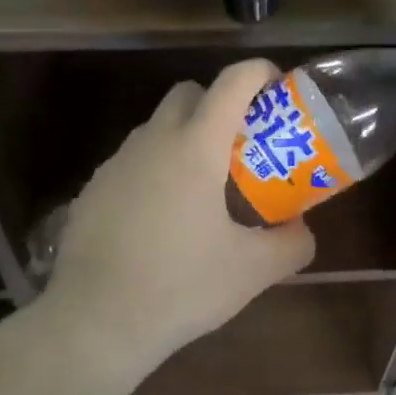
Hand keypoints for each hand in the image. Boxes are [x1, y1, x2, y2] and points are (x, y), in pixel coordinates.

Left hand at [44, 60, 315, 382]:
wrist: (96, 322)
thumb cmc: (181, 287)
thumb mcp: (253, 271)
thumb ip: (292, 244)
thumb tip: (302, 229)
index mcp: (196, 147)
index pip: (232, 82)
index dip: (260, 72)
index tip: (278, 88)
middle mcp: (153, 141)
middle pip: (190, 93)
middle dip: (219, 104)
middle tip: (241, 146)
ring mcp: (117, 163)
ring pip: (157, 127)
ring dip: (185, 138)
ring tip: (203, 189)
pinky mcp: (93, 189)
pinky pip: (133, 161)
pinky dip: (155, 170)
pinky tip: (161, 219)